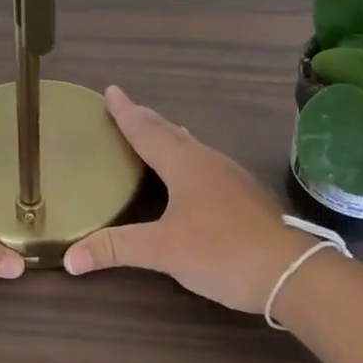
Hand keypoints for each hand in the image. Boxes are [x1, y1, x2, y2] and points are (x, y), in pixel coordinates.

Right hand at [64, 86, 316, 312]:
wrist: (292, 272)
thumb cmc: (222, 252)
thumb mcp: (162, 251)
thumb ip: (115, 250)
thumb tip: (69, 258)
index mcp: (185, 165)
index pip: (146, 132)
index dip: (126, 113)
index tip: (110, 91)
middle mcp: (208, 162)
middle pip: (170, 132)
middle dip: (146, 119)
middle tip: (126, 107)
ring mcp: (232, 178)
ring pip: (192, 147)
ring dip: (170, 136)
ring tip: (156, 132)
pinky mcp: (246, 196)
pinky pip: (207, 164)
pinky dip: (188, 157)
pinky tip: (192, 172)